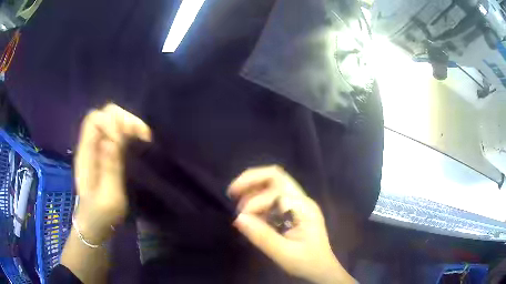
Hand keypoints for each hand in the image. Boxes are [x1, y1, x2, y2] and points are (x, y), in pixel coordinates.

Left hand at [73, 103, 150, 243]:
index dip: (113, 122)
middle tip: (142, 136)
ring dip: (128, 126)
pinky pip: (114, 135)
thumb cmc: (101, 215)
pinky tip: (136, 145)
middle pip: (105, 115)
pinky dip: (127, 134)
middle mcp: (89, 146)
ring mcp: (95, 150)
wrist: (94, 225)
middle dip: (124, 120)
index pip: (95, 118)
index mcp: (85, 153)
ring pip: (111, 122)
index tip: (127, 140)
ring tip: (143, 139)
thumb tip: (114, 137)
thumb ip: (110, 167)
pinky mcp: (103, 155)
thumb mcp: (108, 197)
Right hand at [228, 166, 355, 283]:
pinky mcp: (292, 211)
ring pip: (273, 183)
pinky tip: (249, 211)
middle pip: (276, 176)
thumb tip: (238, 218)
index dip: (255, 202)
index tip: (241, 219)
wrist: (321, 268)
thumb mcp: (284, 254)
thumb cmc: (307, 262)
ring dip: (253, 188)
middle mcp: (301, 200)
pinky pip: (272, 196)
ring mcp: (298, 204)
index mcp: (304, 208)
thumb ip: (262, 236)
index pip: (276, 191)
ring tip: (237, 201)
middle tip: (232, 192)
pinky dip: (258, 198)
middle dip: (251, 179)